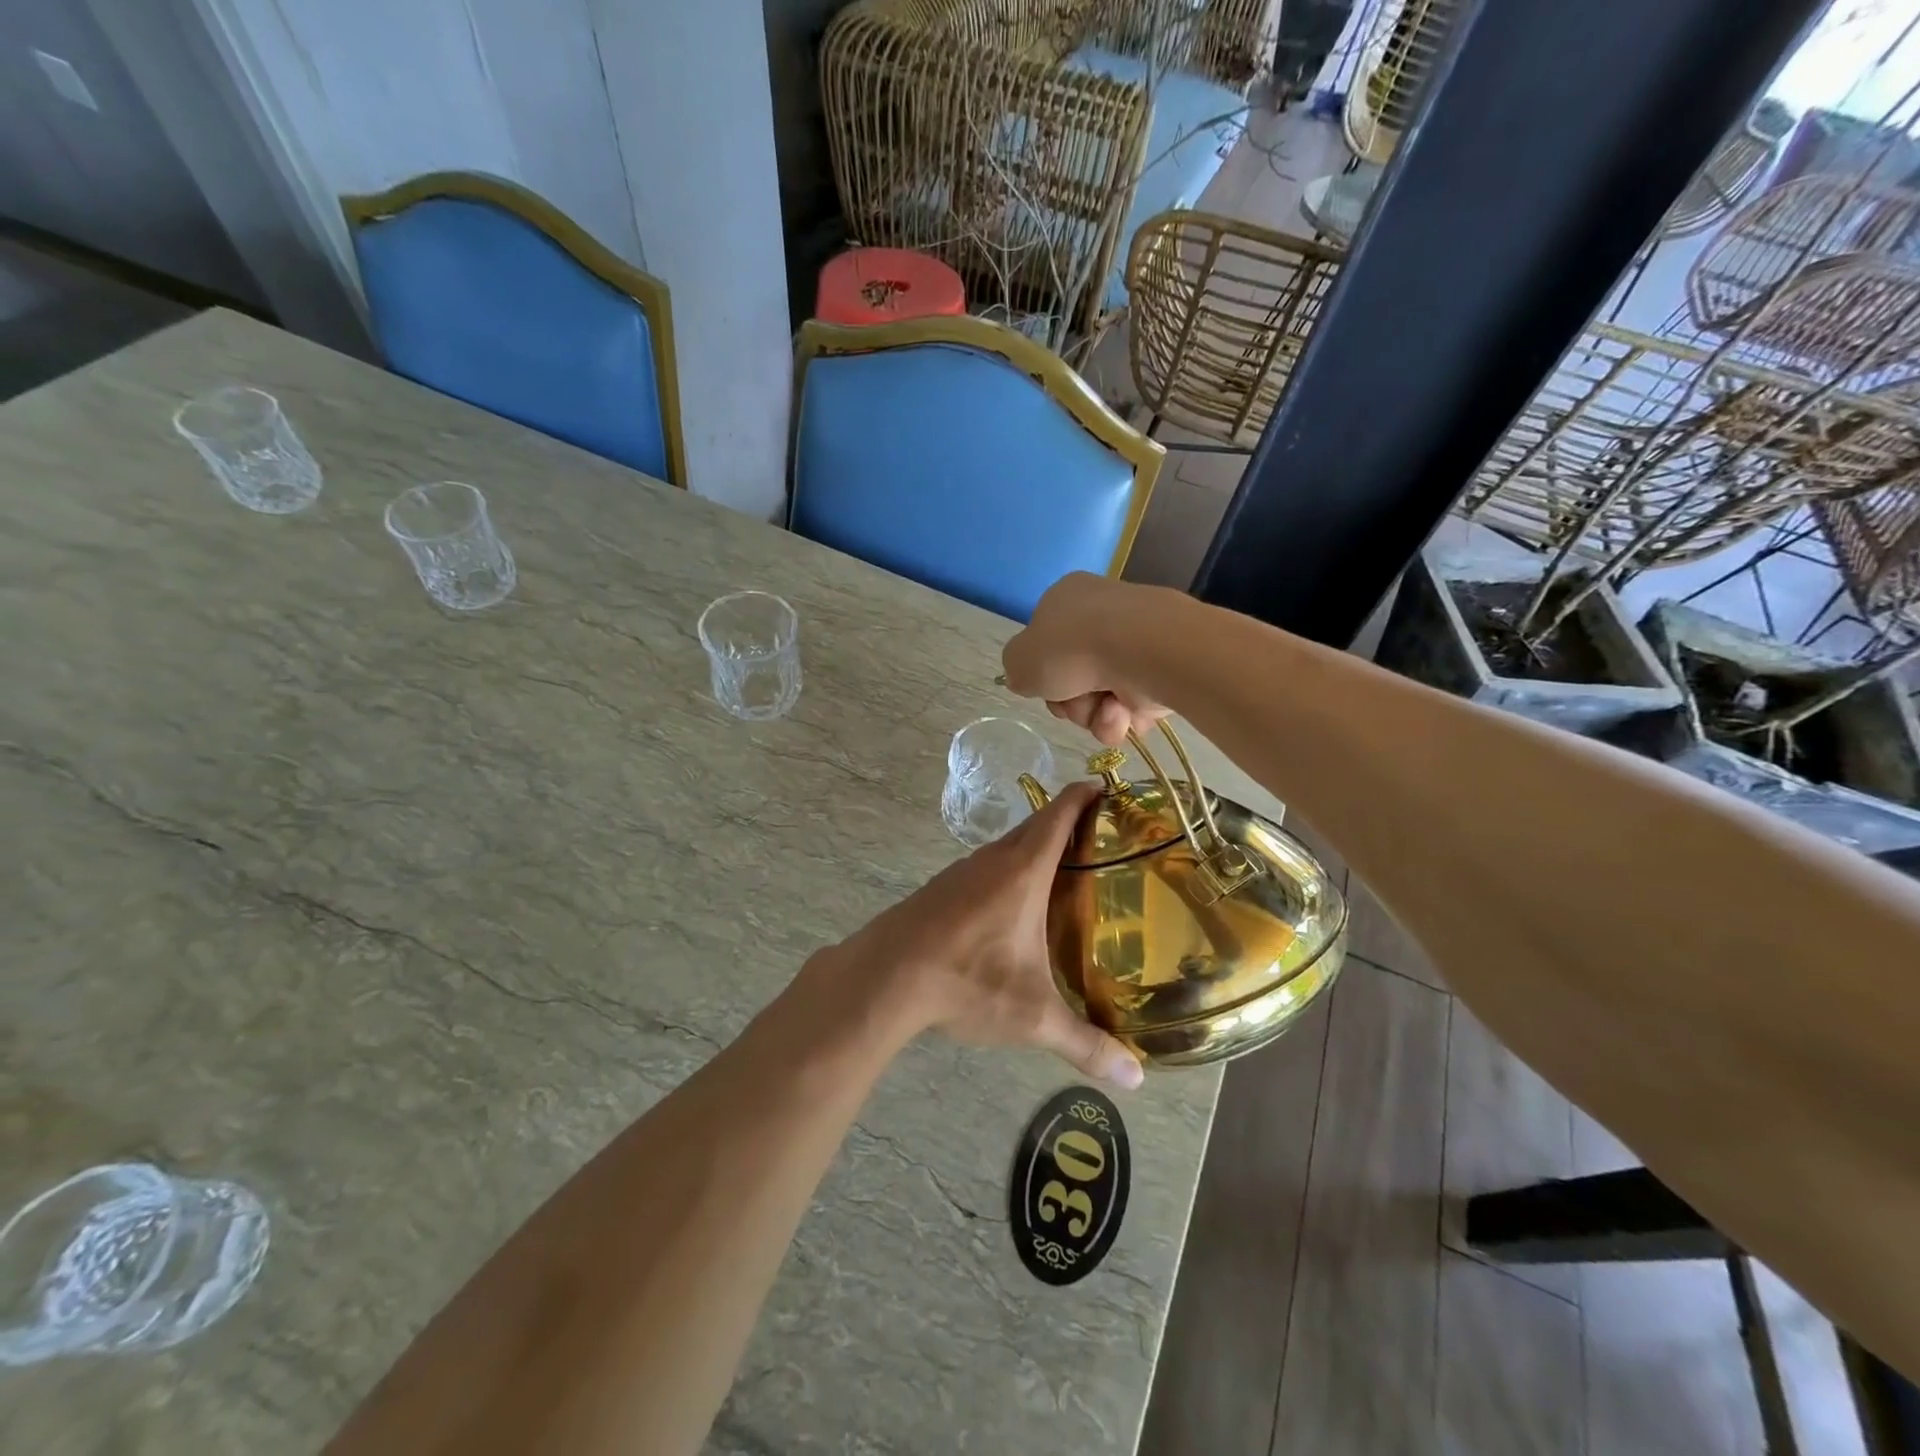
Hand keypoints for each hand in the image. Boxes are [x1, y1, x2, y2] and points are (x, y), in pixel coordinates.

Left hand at [835, 783, 1143, 1089]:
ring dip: (1036, 850)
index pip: (1060, 813)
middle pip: (1037, 826)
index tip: (1109, 789)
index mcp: (1023, 870)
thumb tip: (1137, 1079)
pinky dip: (1009, 871)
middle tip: (1105, 842)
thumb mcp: (1032, 1016)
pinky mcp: (941, 889)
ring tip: (1067, 875)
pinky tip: (1014, 906)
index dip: (1085, 795)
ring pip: (1008, 848)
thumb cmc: (966, 980)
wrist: (884, 976)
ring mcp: (961, 871)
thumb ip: (1086, 1044)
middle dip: (1070, 824)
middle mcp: (993, 859)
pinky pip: (985, 867)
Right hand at [1002, 573, 1169, 746]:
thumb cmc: (1072, 647)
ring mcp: (1135, 643)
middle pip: (1071, 677)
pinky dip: (1124, 718)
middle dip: (1069, 701)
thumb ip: (1016, 670)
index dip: (1041, 672)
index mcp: (1066, 599)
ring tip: (1106, 709)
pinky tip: (1125, 714)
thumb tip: (1028, 679)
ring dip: (1094, 714)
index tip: (1042, 686)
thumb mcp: (1020, 659)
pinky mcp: (1162, 669)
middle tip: (1071, 702)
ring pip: (1099, 697)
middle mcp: (1102, 615)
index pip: (1045, 642)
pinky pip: (1131, 707)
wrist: (1142, 650)